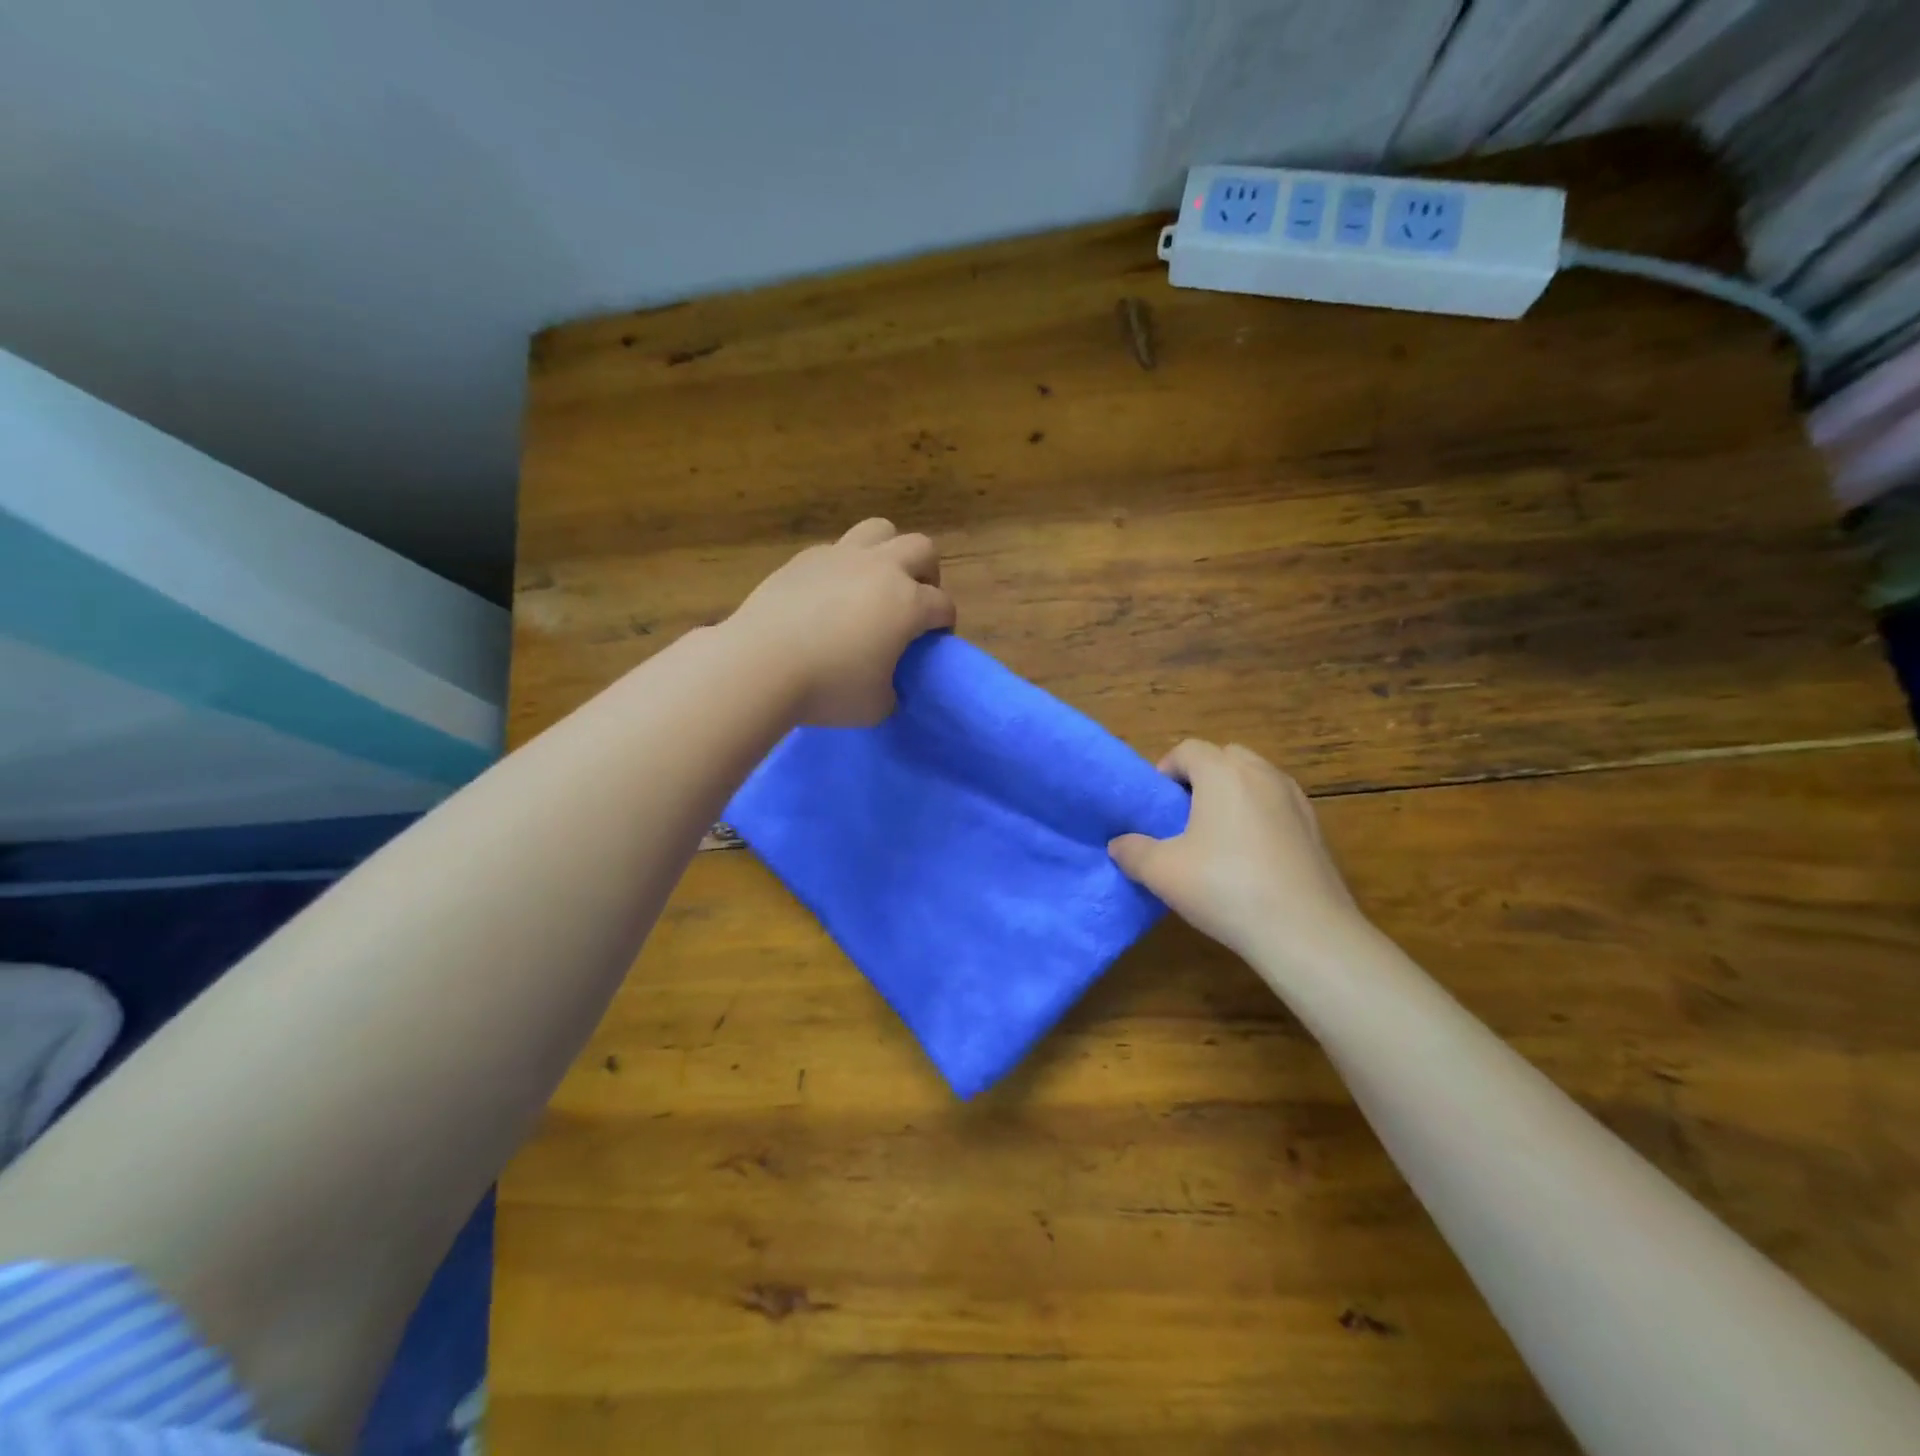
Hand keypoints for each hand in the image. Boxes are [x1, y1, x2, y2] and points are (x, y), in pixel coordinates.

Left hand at [727, 518, 955, 726]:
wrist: (759, 665)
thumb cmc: (827, 689)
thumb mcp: (876, 707)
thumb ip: (893, 691)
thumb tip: (886, 684)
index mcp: (908, 603)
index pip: (943, 605)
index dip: (944, 624)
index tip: (934, 641)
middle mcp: (880, 569)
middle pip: (921, 548)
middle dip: (926, 573)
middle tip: (914, 602)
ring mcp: (840, 557)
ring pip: (879, 530)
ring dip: (888, 552)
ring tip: (875, 584)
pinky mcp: (804, 559)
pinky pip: (836, 550)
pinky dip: (844, 567)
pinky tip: (830, 595)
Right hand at [1109, 740, 1364, 961]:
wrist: (1305, 931)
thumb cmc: (1225, 888)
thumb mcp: (1162, 873)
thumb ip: (1133, 852)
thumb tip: (1119, 845)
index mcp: (1223, 773)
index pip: (1188, 749)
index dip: (1166, 770)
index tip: (1156, 804)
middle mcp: (1262, 774)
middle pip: (1225, 757)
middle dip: (1202, 777)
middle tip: (1184, 815)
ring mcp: (1295, 799)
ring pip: (1256, 779)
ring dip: (1233, 794)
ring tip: (1217, 836)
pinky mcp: (1316, 828)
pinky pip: (1278, 805)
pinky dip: (1260, 816)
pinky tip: (1250, 857)